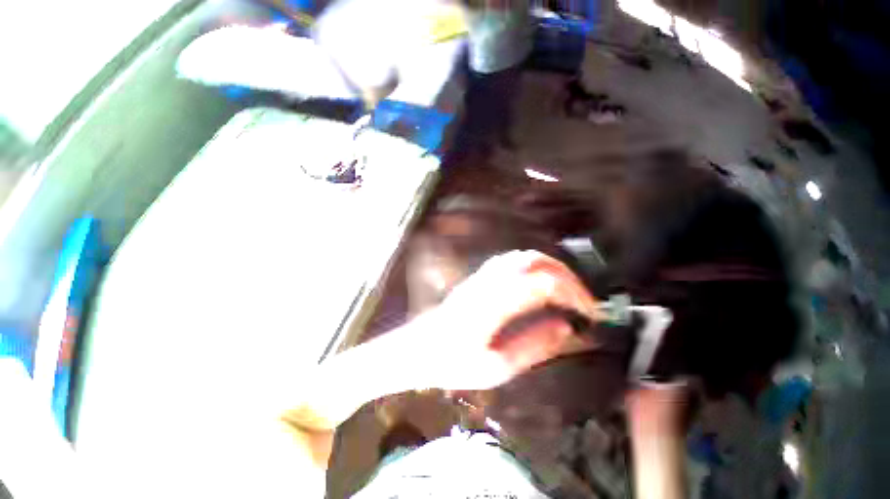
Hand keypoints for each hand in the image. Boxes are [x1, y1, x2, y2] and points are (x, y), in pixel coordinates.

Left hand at [410, 250, 601, 390]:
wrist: (419, 348)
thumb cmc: (453, 363)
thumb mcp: (496, 367)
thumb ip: (534, 346)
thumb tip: (566, 327)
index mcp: (495, 303)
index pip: (544, 283)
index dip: (573, 294)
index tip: (589, 313)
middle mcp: (490, 282)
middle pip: (537, 261)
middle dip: (568, 276)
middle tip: (583, 301)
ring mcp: (483, 275)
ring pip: (524, 256)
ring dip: (552, 267)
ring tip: (567, 291)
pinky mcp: (479, 277)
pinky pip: (511, 260)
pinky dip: (533, 265)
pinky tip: (540, 282)